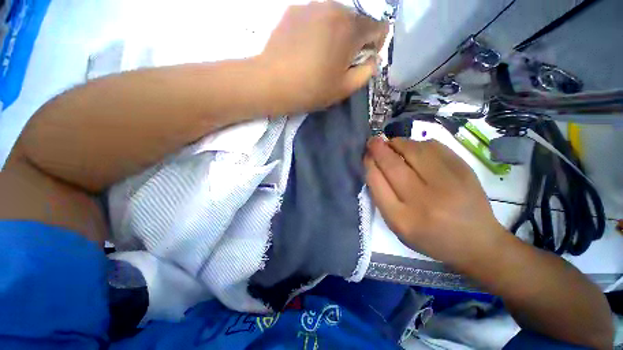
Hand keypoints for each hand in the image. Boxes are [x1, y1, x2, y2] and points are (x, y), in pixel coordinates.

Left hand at [259, 1, 387, 113]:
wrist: (272, 82)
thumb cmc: (311, 89)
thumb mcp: (344, 88)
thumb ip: (366, 72)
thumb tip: (371, 60)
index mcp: (351, 28)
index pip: (379, 27)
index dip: (375, 45)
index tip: (362, 61)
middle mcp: (334, 7)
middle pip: (356, 20)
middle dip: (355, 40)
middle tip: (339, 62)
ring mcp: (312, 5)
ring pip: (335, 17)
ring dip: (336, 34)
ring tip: (321, 55)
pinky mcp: (294, 10)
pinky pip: (315, 17)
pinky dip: (318, 30)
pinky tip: (305, 48)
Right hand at [364, 137, 505, 267]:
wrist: (476, 242)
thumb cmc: (430, 237)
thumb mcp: (398, 226)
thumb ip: (382, 198)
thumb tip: (374, 165)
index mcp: (402, 219)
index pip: (376, 182)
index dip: (369, 164)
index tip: (366, 155)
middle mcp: (423, 201)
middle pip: (392, 165)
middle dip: (378, 149)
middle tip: (373, 141)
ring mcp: (447, 184)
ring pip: (413, 151)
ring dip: (397, 143)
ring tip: (392, 144)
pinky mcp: (464, 171)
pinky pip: (434, 147)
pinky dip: (419, 144)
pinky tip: (415, 149)